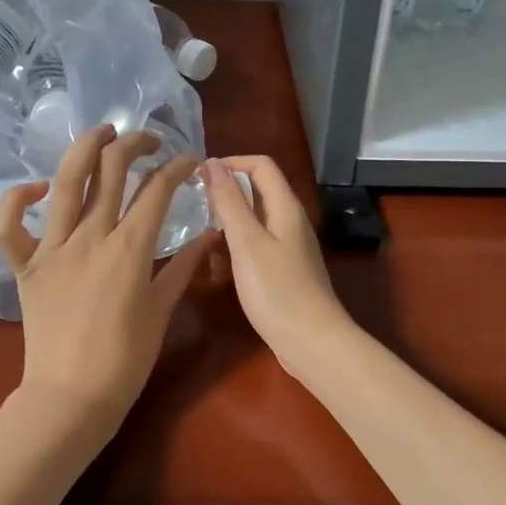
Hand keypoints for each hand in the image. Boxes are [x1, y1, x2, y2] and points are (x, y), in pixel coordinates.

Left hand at [0, 125, 210, 446]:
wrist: (71, 397)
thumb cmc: (125, 359)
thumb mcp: (162, 309)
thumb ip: (184, 266)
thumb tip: (210, 234)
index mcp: (130, 248)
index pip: (158, 190)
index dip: (177, 167)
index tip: (189, 160)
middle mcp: (91, 237)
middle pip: (112, 171)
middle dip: (134, 145)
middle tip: (148, 141)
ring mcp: (53, 248)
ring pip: (67, 182)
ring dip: (85, 148)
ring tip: (102, 132)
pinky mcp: (25, 266)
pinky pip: (10, 226)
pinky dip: (18, 199)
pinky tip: (39, 189)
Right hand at [201, 156, 350, 374]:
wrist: (311, 341)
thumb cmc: (277, 289)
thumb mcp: (247, 242)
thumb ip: (229, 201)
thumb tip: (212, 163)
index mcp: (285, 206)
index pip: (260, 165)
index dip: (230, 162)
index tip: (198, 177)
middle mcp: (290, 220)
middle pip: (257, 191)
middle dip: (225, 195)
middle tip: (193, 208)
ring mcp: (290, 247)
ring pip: (254, 222)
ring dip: (228, 225)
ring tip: (201, 241)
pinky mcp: (285, 270)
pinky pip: (256, 247)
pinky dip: (236, 250)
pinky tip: (219, 270)